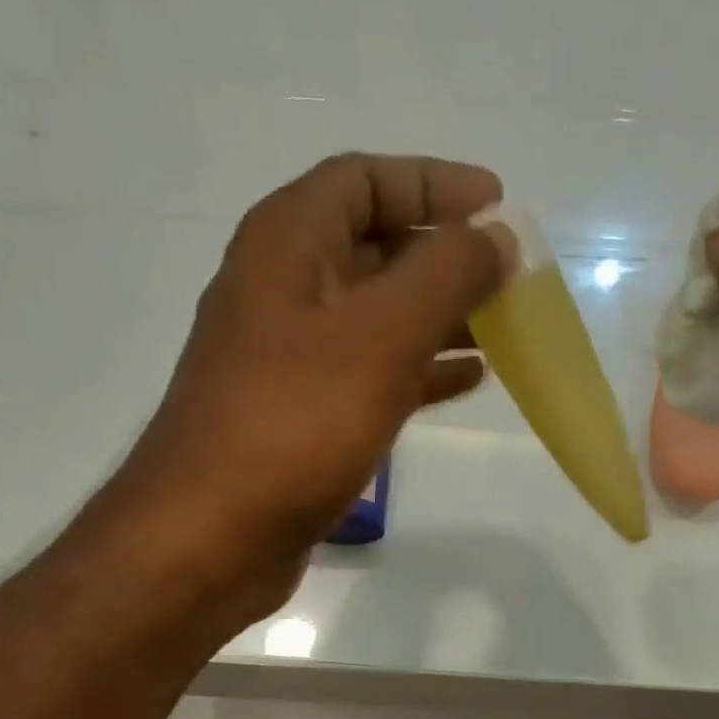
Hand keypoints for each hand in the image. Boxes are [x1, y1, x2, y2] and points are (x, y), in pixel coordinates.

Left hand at [113, 153, 506, 612]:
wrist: (210, 538)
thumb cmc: (293, 424)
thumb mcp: (380, 336)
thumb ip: (446, 276)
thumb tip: (497, 238)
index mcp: (286, 244)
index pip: (364, 180)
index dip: (433, 183)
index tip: (498, 208)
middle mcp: (280, 292)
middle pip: (372, 249)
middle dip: (443, 257)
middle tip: (508, 278)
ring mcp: (287, 362)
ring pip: (375, 319)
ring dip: (437, 318)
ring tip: (501, 329)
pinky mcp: (298, 421)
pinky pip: (368, 377)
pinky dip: (417, 373)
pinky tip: (463, 384)